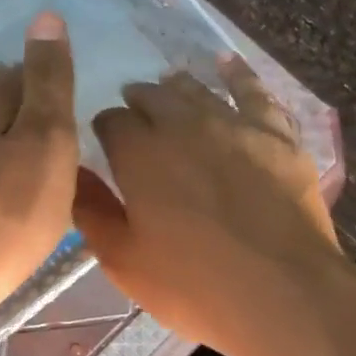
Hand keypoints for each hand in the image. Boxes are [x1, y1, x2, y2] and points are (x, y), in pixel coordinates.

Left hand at [0, 12, 78, 329]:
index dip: (45, 75)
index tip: (73, 90)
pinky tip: (18, 191)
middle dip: (27, 104)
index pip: (17, 74)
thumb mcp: (46, 138)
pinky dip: (5, 172)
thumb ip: (49, 82)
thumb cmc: (12, 208)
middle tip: (65, 121)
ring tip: (47, 153)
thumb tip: (46, 15)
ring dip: (14, 139)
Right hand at [73, 54, 347, 355]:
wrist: (283, 292)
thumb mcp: (125, 261)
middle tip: (136, 113)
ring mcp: (234, 124)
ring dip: (178, 87)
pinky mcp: (276, 135)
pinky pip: (254, 92)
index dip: (106, 130)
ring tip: (170, 85)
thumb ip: (93, 212)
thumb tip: (72, 174)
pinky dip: (237, 74)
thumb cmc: (195, 285)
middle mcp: (184, 125)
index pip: (111, 123)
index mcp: (140, 153)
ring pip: (198, 91)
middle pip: (154, 98)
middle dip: (139, 103)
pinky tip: (226, 63)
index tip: (107, 143)